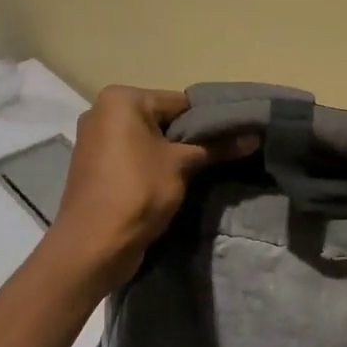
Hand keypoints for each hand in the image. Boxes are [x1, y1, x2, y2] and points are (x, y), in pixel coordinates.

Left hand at [44, 86, 252, 294]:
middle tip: (220, 156)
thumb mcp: (183, 165)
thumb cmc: (137, 192)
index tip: (232, 138)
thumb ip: (217, 147)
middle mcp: (102, 112)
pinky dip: (152, 165)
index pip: (179, 102)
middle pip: (162, 119)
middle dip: (189, 138)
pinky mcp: (94, 166)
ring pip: (148, 140)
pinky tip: (174, 183)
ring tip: (202, 171)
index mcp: (121, 100)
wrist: (91, 247)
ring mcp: (95, 140)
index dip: (208, 121)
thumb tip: (255, 136)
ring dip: (172, 154)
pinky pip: (132, 157)